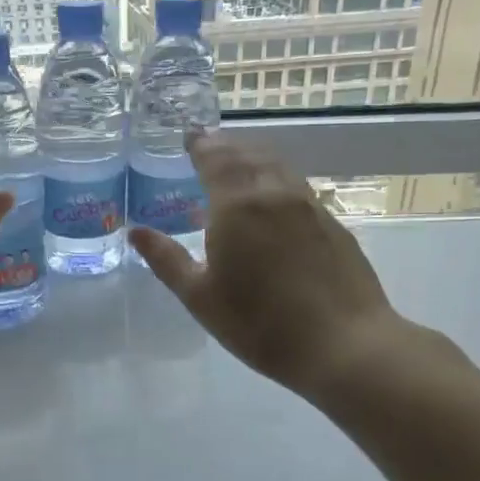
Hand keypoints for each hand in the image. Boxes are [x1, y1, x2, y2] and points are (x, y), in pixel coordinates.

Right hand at [127, 133, 412, 405]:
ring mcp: (310, 206)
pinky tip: (273, 199)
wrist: (344, 344)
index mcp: (237, 206)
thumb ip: (167, 260)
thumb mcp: (200, 297)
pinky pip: (297, 187)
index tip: (188, 136)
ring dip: (254, 158)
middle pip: (248, 155)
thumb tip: (136, 232)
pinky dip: (276, 180)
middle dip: (225, 146)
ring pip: (277, 167)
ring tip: (239, 163)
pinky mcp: (333, 224)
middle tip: (208, 145)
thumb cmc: (260, 324)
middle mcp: (275, 194)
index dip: (200, 145)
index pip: (216, 158)